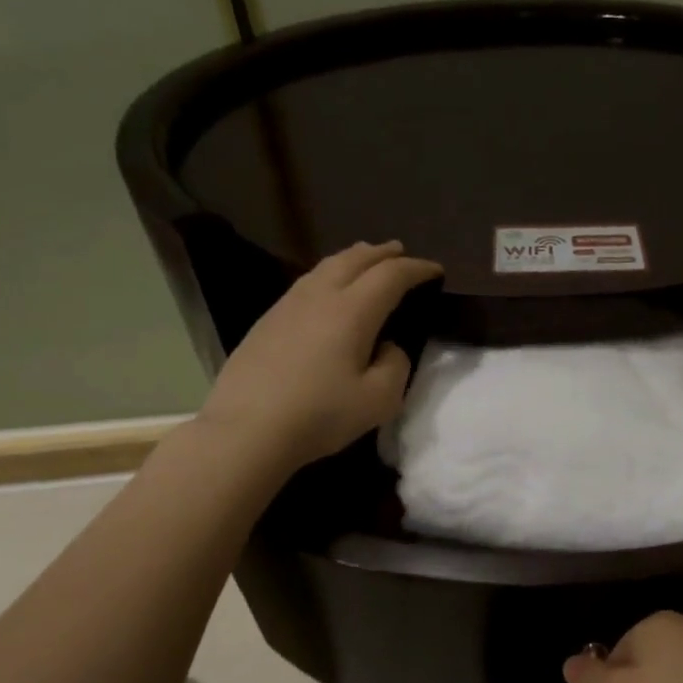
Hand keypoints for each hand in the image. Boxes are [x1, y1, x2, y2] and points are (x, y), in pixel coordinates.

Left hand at [198, 240, 442, 487]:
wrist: (246, 430)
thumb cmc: (320, 415)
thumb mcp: (380, 400)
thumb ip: (395, 365)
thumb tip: (388, 347)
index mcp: (352, 311)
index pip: (391, 275)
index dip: (417, 269)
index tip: (436, 271)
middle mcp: (320, 296)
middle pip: (355, 259)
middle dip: (383, 253)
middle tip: (402, 252)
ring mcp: (288, 305)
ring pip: (326, 266)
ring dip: (354, 258)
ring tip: (367, 260)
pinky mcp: (268, 320)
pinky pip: (307, 282)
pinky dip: (330, 275)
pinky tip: (330, 290)